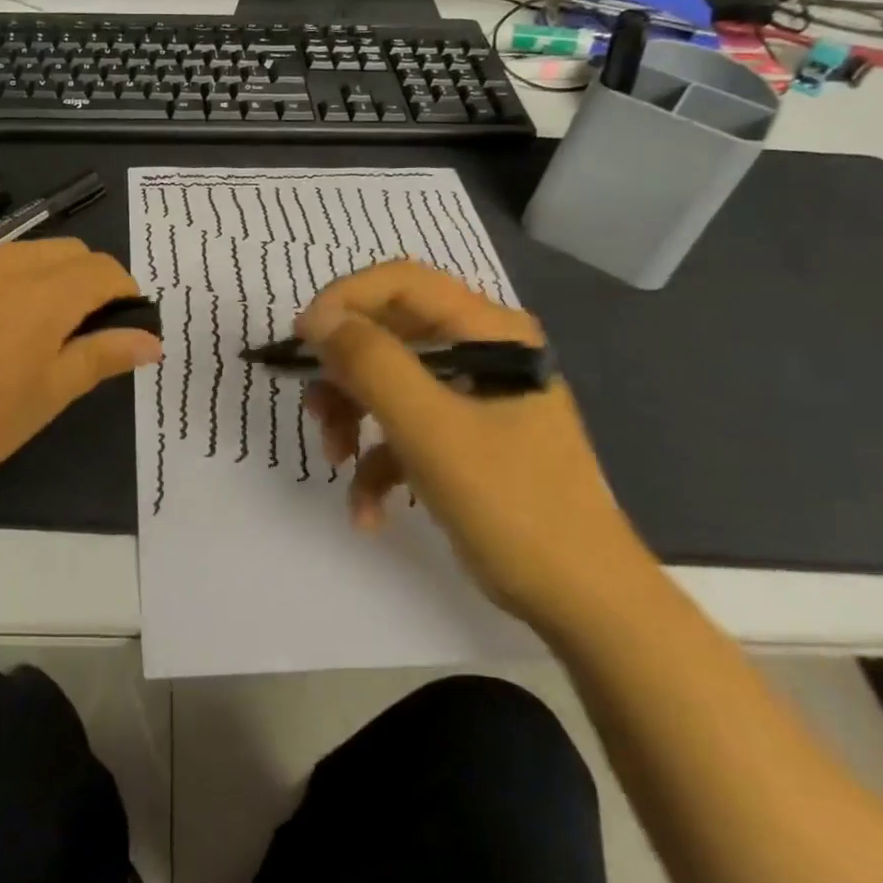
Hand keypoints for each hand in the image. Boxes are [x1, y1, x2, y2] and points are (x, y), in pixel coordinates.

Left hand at [0, 240, 161, 516]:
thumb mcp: (44, 398)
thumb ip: (100, 358)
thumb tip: (152, 339)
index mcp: (43, 295)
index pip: (105, 270)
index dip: (127, 293)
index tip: (128, 329)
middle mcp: (6, 266)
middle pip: (71, 251)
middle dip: (92, 282)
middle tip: (86, 337)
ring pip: (30, 254)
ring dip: (53, 280)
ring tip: (40, 337)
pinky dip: (15, 284)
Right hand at [297, 260, 652, 631]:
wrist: (581, 600)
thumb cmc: (512, 504)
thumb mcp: (430, 430)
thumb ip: (371, 364)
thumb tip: (318, 319)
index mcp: (488, 333)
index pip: (401, 282)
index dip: (343, 300)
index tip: (301, 341)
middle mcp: (481, 353)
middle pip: (389, 335)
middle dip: (344, 373)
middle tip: (316, 410)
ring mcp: (473, 399)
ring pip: (389, 384)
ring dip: (353, 419)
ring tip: (335, 461)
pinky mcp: (465, 440)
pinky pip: (405, 432)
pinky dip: (377, 464)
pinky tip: (367, 511)